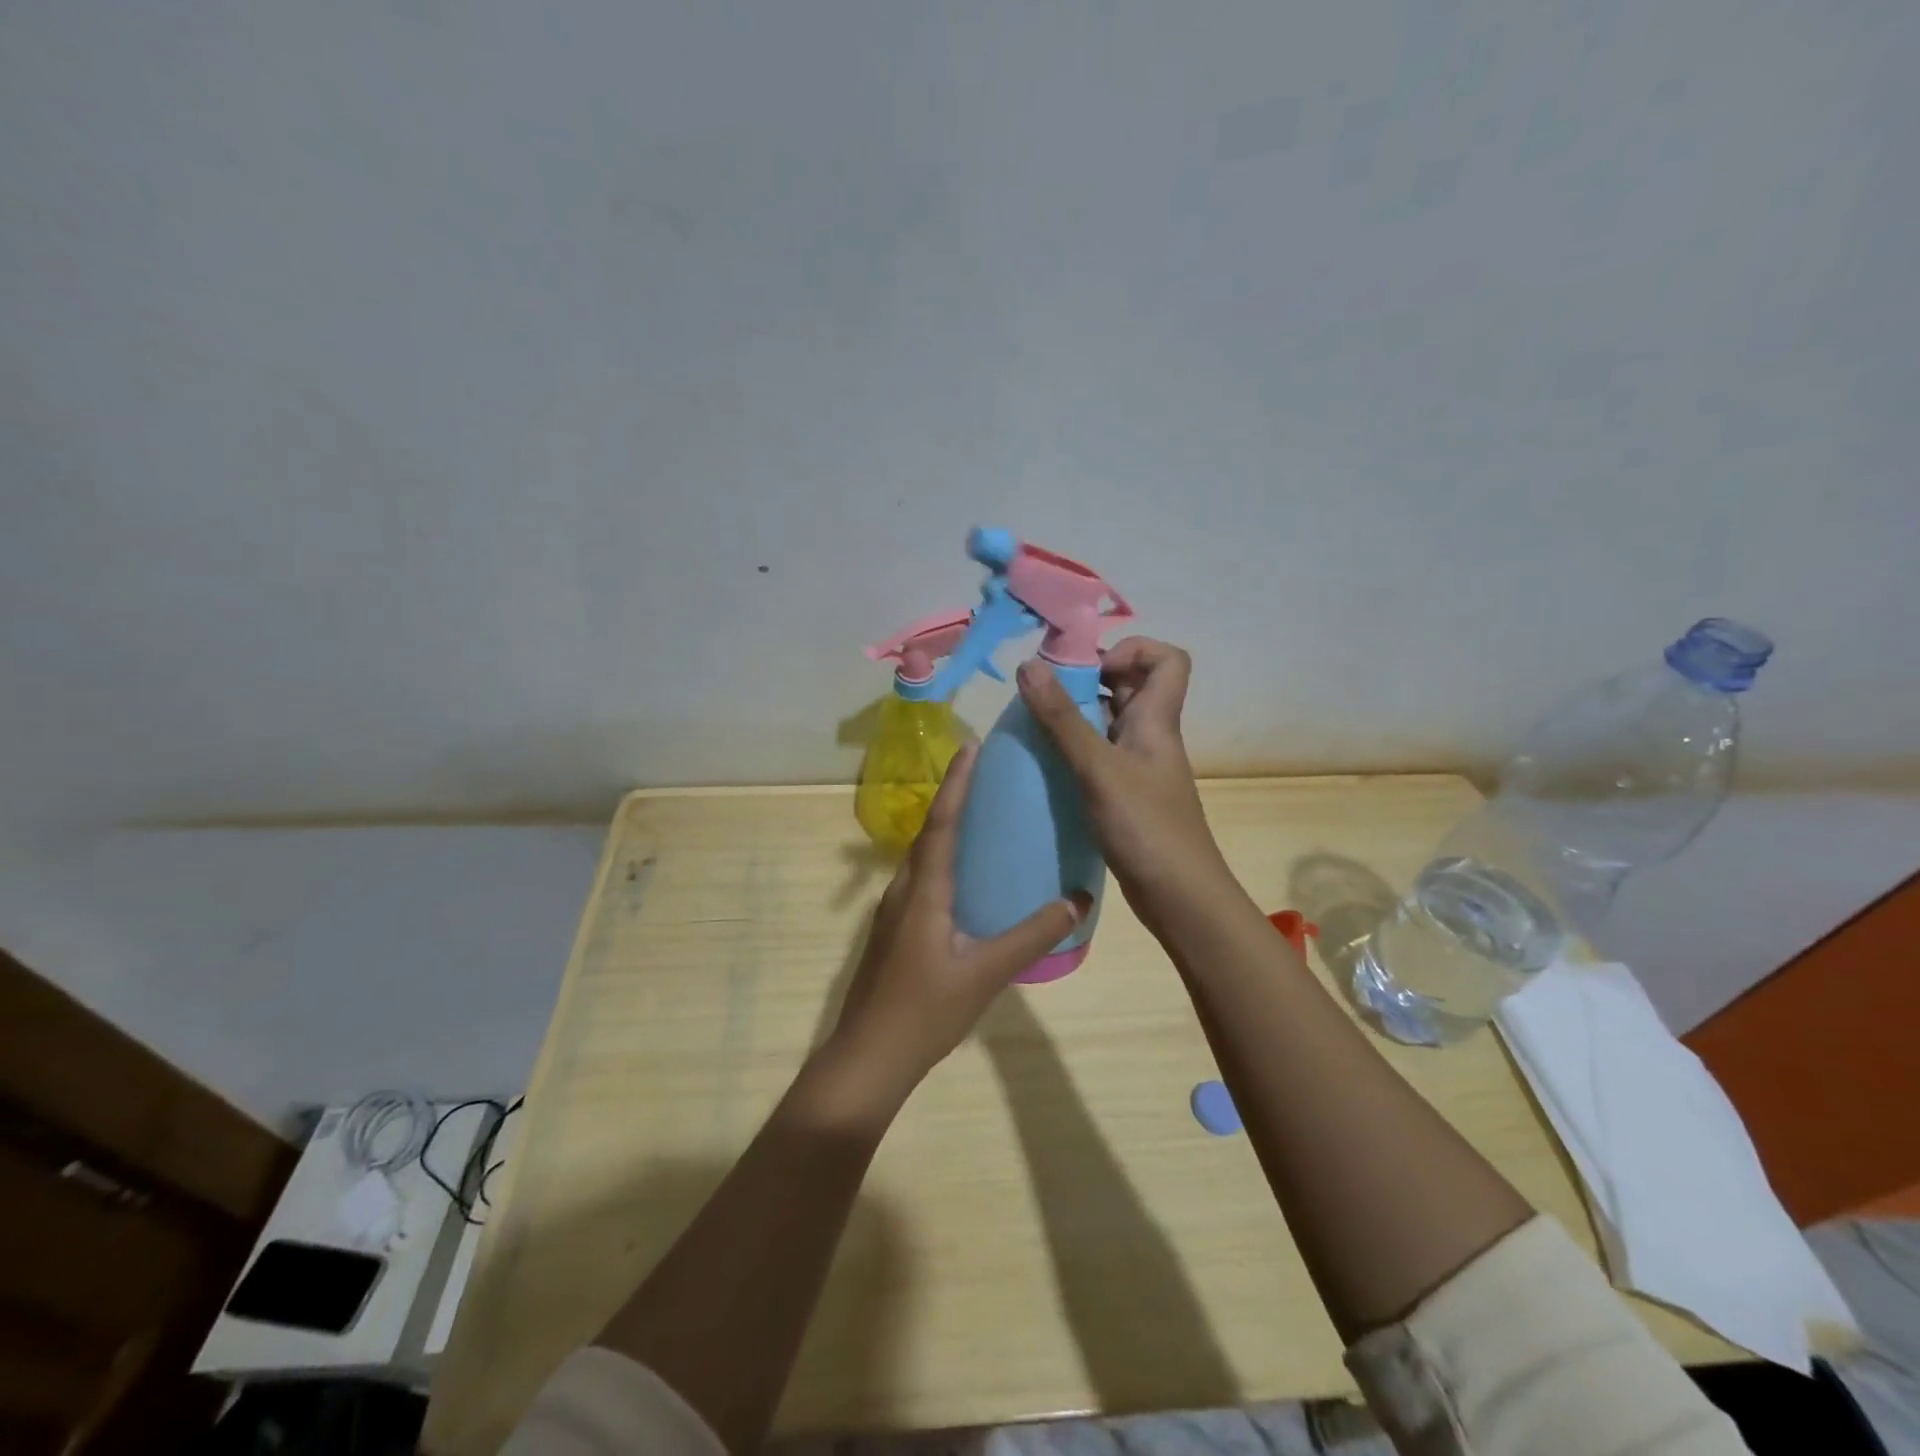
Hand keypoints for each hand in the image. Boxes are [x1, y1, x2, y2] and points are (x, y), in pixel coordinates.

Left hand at [825, 743, 1091, 1109]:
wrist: (869, 1056)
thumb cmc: (925, 1011)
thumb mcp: (986, 973)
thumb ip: (1032, 935)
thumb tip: (1077, 900)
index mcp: (924, 890)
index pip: (943, 822)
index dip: (958, 782)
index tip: (972, 746)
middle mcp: (904, 889)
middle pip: (930, 830)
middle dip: (955, 796)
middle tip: (986, 772)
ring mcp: (895, 910)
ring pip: (923, 855)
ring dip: (948, 826)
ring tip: (982, 814)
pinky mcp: (896, 930)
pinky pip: (922, 877)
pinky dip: (944, 858)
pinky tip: (967, 875)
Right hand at [1016, 638, 1236, 938]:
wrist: (1179, 897)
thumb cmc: (1146, 827)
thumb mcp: (1099, 768)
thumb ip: (1063, 719)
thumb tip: (1028, 665)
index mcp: (1157, 719)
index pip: (1169, 659)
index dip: (1133, 650)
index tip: (1089, 668)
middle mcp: (1150, 736)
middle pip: (1130, 687)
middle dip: (1088, 680)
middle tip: (1044, 694)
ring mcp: (1139, 767)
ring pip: (1109, 723)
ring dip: (1075, 717)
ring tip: (1036, 727)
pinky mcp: (1126, 795)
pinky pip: (1100, 756)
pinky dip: (1075, 752)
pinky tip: (1046, 767)